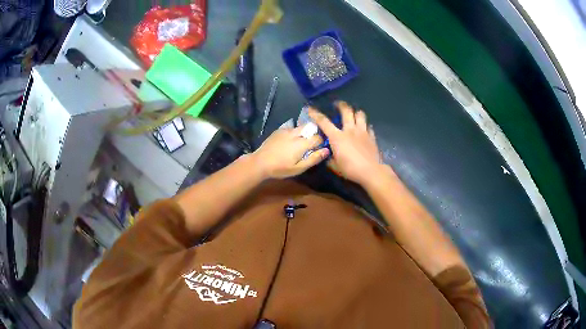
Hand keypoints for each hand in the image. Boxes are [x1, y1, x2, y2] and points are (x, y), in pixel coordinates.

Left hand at [252, 126, 329, 178]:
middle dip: (313, 134)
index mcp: (302, 143)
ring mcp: (286, 130)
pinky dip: (294, 133)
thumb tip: (327, 150)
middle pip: (310, 128)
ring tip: (299, 143)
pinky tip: (289, 142)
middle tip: (310, 145)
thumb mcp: (298, 168)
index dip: (321, 142)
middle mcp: (295, 133)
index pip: (318, 137)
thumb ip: (313, 158)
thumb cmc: (280, 168)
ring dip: (303, 133)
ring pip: (300, 127)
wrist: (260, 162)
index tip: (319, 148)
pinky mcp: (279, 130)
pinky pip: (291, 129)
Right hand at [309, 102, 383, 184]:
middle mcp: (350, 130)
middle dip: (341, 105)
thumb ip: (330, 159)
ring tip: (354, 114)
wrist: (371, 171)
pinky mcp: (372, 137)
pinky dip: (365, 126)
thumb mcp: (335, 166)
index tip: (311, 109)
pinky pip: (369, 127)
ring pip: (360, 114)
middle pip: (346, 110)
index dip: (316, 114)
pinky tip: (364, 129)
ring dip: (356, 112)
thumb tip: (328, 156)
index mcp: (337, 137)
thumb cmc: (350, 169)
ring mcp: (362, 132)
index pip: (324, 122)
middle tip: (338, 104)